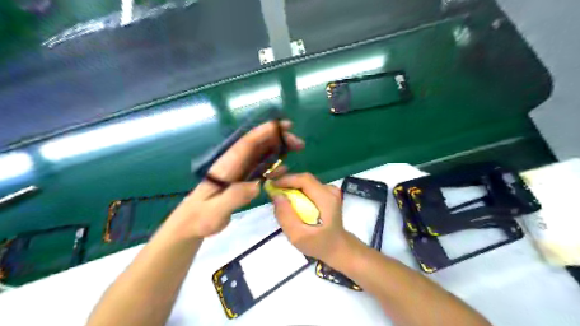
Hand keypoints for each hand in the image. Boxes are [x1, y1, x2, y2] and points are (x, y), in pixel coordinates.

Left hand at [171, 121, 303, 237]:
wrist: (192, 223)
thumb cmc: (201, 218)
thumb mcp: (215, 211)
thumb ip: (233, 198)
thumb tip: (256, 185)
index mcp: (227, 166)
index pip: (246, 144)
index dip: (264, 132)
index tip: (281, 125)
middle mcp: (234, 164)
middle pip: (257, 145)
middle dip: (277, 138)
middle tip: (298, 142)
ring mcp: (239, 171)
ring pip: (261, 154)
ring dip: (278, 148)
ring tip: (296, 148)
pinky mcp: (243, 179)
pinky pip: (261, 168)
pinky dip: (274, 165)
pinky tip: (284, 169)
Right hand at [271, 173, 348, 264]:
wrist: (336, 247)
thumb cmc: (318, 244)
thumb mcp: (298, 236)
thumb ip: (286, 215)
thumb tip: (276, 195)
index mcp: (326, 198)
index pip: (304, 179)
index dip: (286, 180)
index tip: (271, 186)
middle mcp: (330, 190)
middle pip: (304, 180)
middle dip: (287, 184)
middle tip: (273, 194)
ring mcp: (330, 191)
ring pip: (305, 183)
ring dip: (291, 189)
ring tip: (281, 200)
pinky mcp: (327, 193)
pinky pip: (308, 188)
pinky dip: (298, 193)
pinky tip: (292, 203)